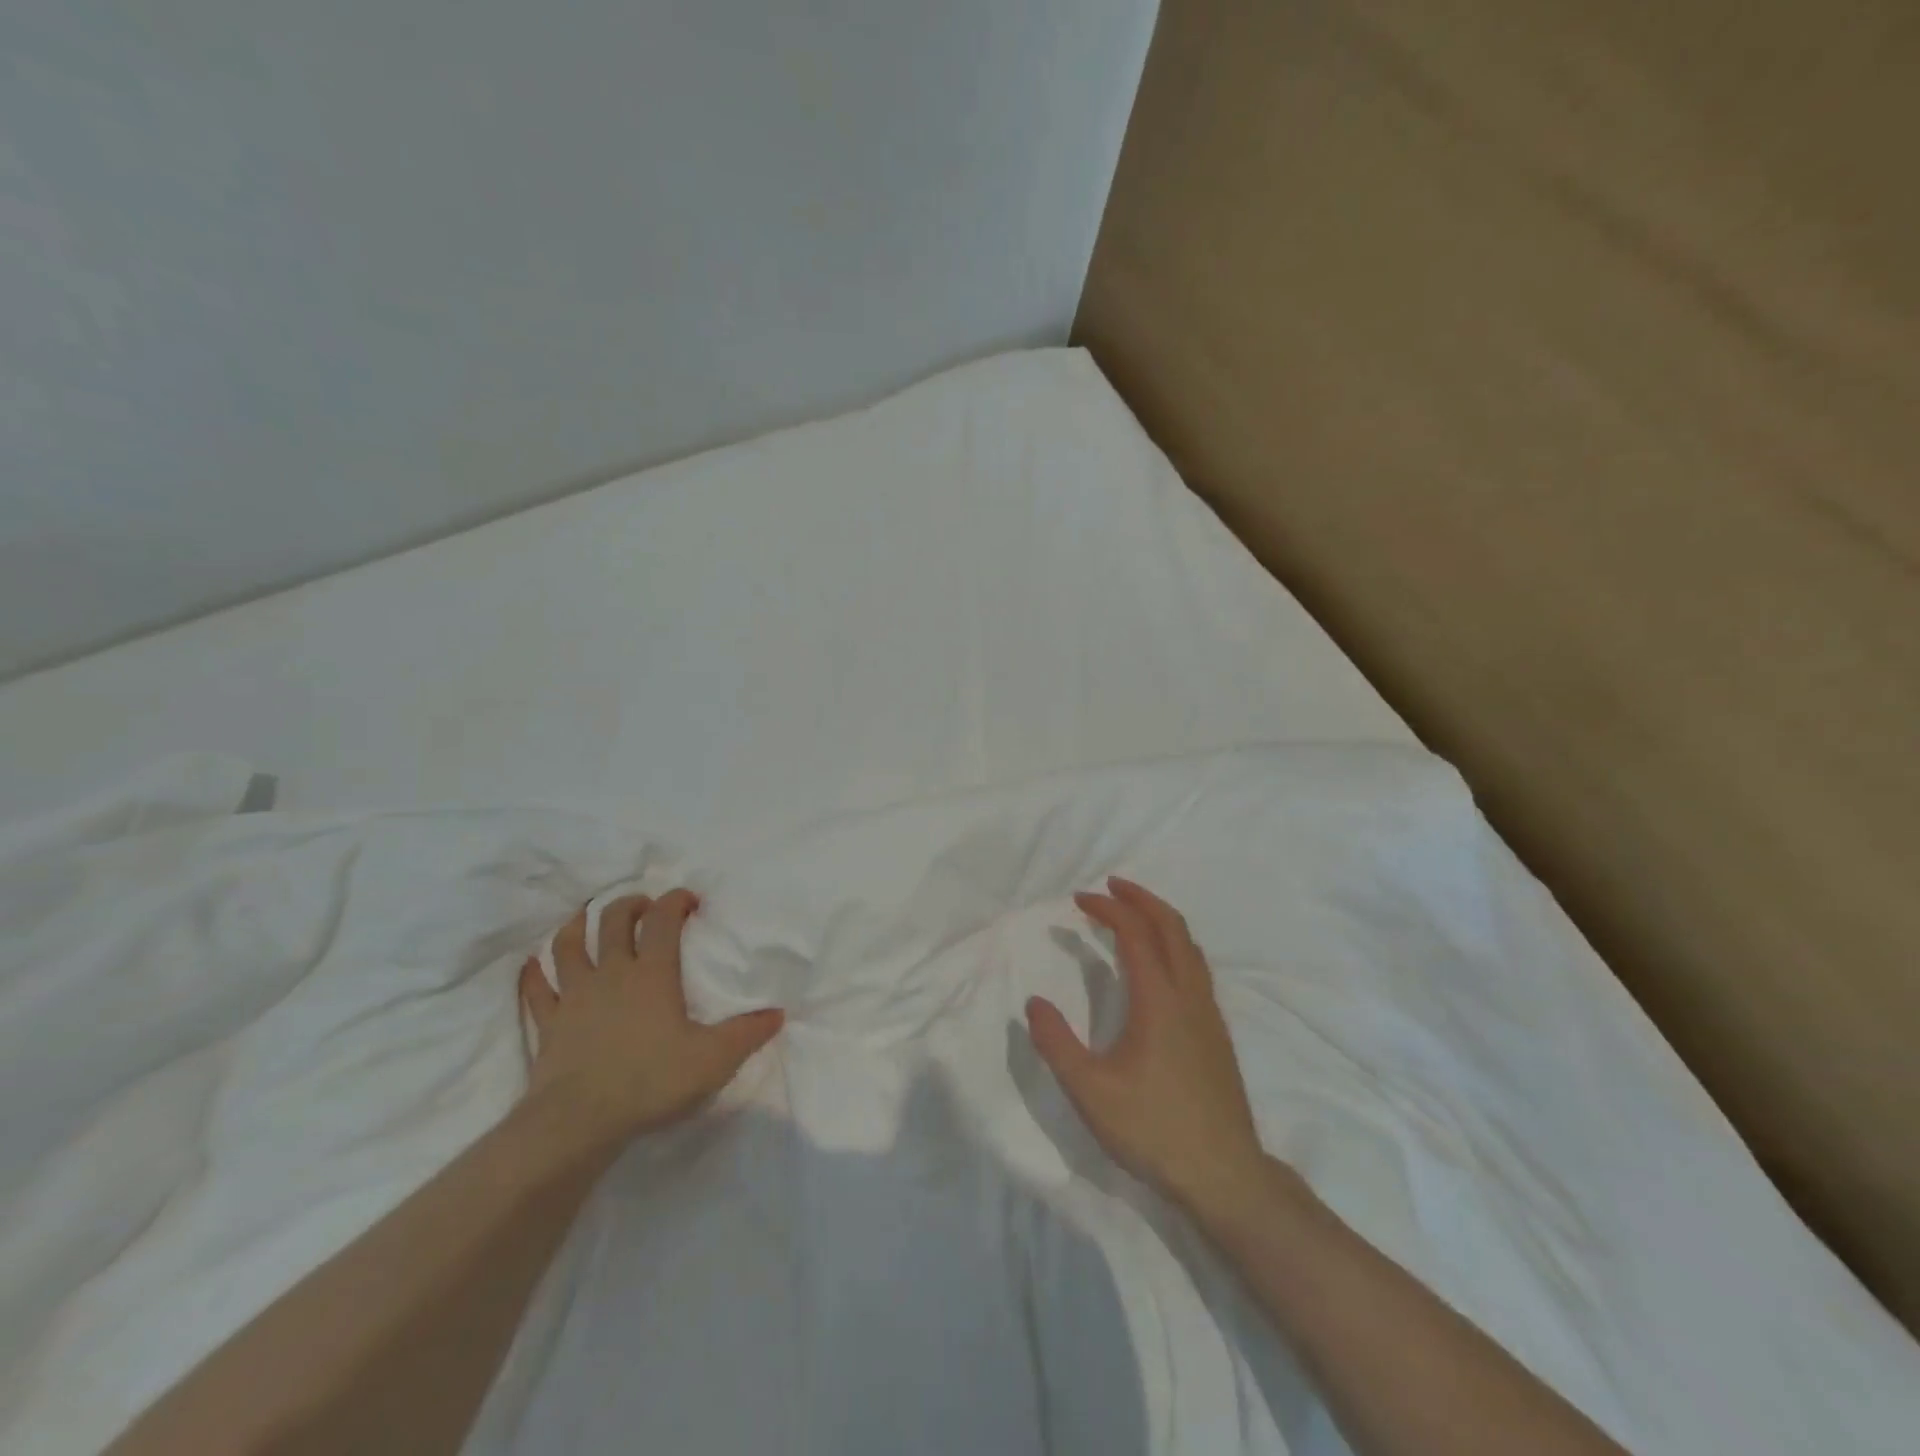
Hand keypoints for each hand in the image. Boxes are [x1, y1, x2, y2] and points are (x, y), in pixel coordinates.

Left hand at [519, 890, 783, 1144]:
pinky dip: (534, 973)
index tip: (689, 900)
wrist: (578, 1122)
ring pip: (569, 946)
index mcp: (653, 973)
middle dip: (630, 905)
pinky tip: (533, 965)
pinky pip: (536, 990)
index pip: (664, 919)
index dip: (676, 900)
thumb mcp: (713, 1060)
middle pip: (614, 921)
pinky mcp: (547, 1024)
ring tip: (585, 917)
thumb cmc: (651, 1081)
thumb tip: (778, 1013)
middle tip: (643, 906)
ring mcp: (574, 996)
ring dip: (577, 925)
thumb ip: (748, 1034)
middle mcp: (612, 973)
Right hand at [1026, 877, 1266, 1214]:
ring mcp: (1209, 1014)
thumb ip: (1056, 1044)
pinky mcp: (1217, 1033)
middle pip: (1171, 927)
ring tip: (1134, 915)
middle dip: (1141, 899)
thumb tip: (1035, 1003)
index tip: (1080, 899)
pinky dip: (1175, 945)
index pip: (1134, 934)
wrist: (1225, 1175)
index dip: (1107, 909)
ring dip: (1161, 919)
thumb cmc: (1154, 1129)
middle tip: (1111, 886)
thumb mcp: (1090, 1091)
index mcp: (1159, 1000)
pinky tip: (1160, 966)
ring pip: (1190, 946)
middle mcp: (1189, 996)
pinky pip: (1197, 967)